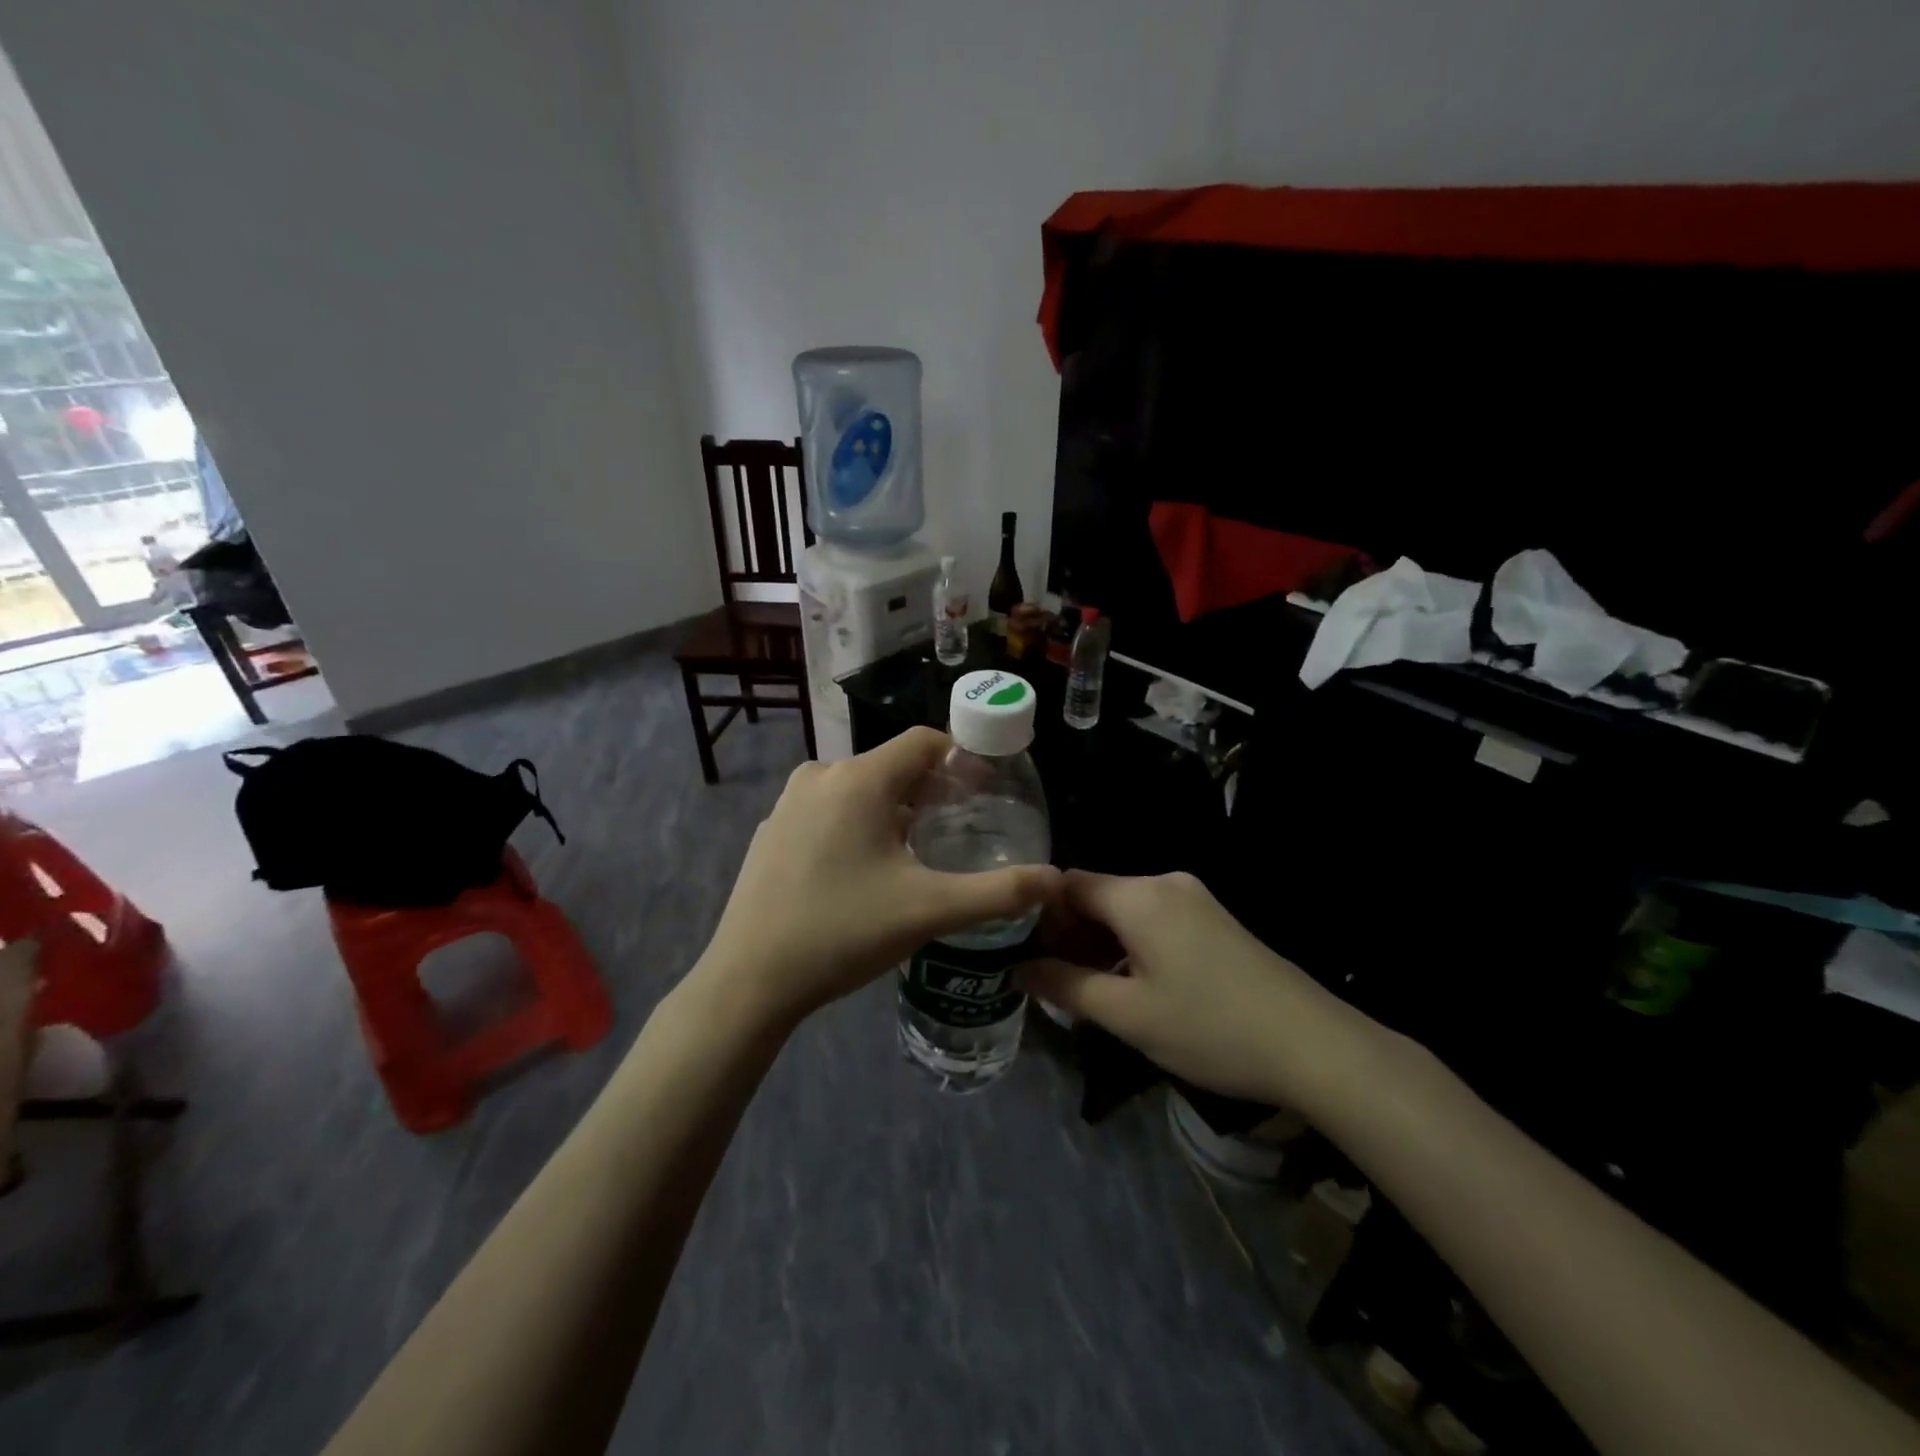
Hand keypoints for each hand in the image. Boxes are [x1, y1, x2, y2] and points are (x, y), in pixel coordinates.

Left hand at [701, 728, 1059, 1023]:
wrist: (750, 980)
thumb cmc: (844, 932)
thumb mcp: (930, 910)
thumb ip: (1000, 892)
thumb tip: (1056, 880)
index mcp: (859, 779)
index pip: (924, 741)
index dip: (962, 760)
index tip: (986, 793)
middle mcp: (821, 776)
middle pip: (892, 765)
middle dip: (931, 789)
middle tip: (959, 828)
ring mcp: (789, 803)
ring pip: (858, 788)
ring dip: (894, 808)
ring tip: (917, 851)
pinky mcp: (771, 831)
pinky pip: (828, 810)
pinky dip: (856, 824)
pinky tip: (863, 870)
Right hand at [1017, 870, 1342, 1104]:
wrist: (1312, 1045)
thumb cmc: (1209, 1028)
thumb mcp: (1127, 1015)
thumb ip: (1065, 986)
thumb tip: (1018, 970)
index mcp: (1139, 896)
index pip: (1068, 884)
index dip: (1039, 916)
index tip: (1024, 955)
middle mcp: (1165, 883)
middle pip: (1097, 895)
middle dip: (1069, 934)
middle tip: (1052, 981)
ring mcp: (1194, 898)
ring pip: (1126, 910)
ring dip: (1100, 944)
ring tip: (1087, 990)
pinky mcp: (1214, 919)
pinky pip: (1154, 920)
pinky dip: (1131, 945)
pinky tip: (1132, 985)